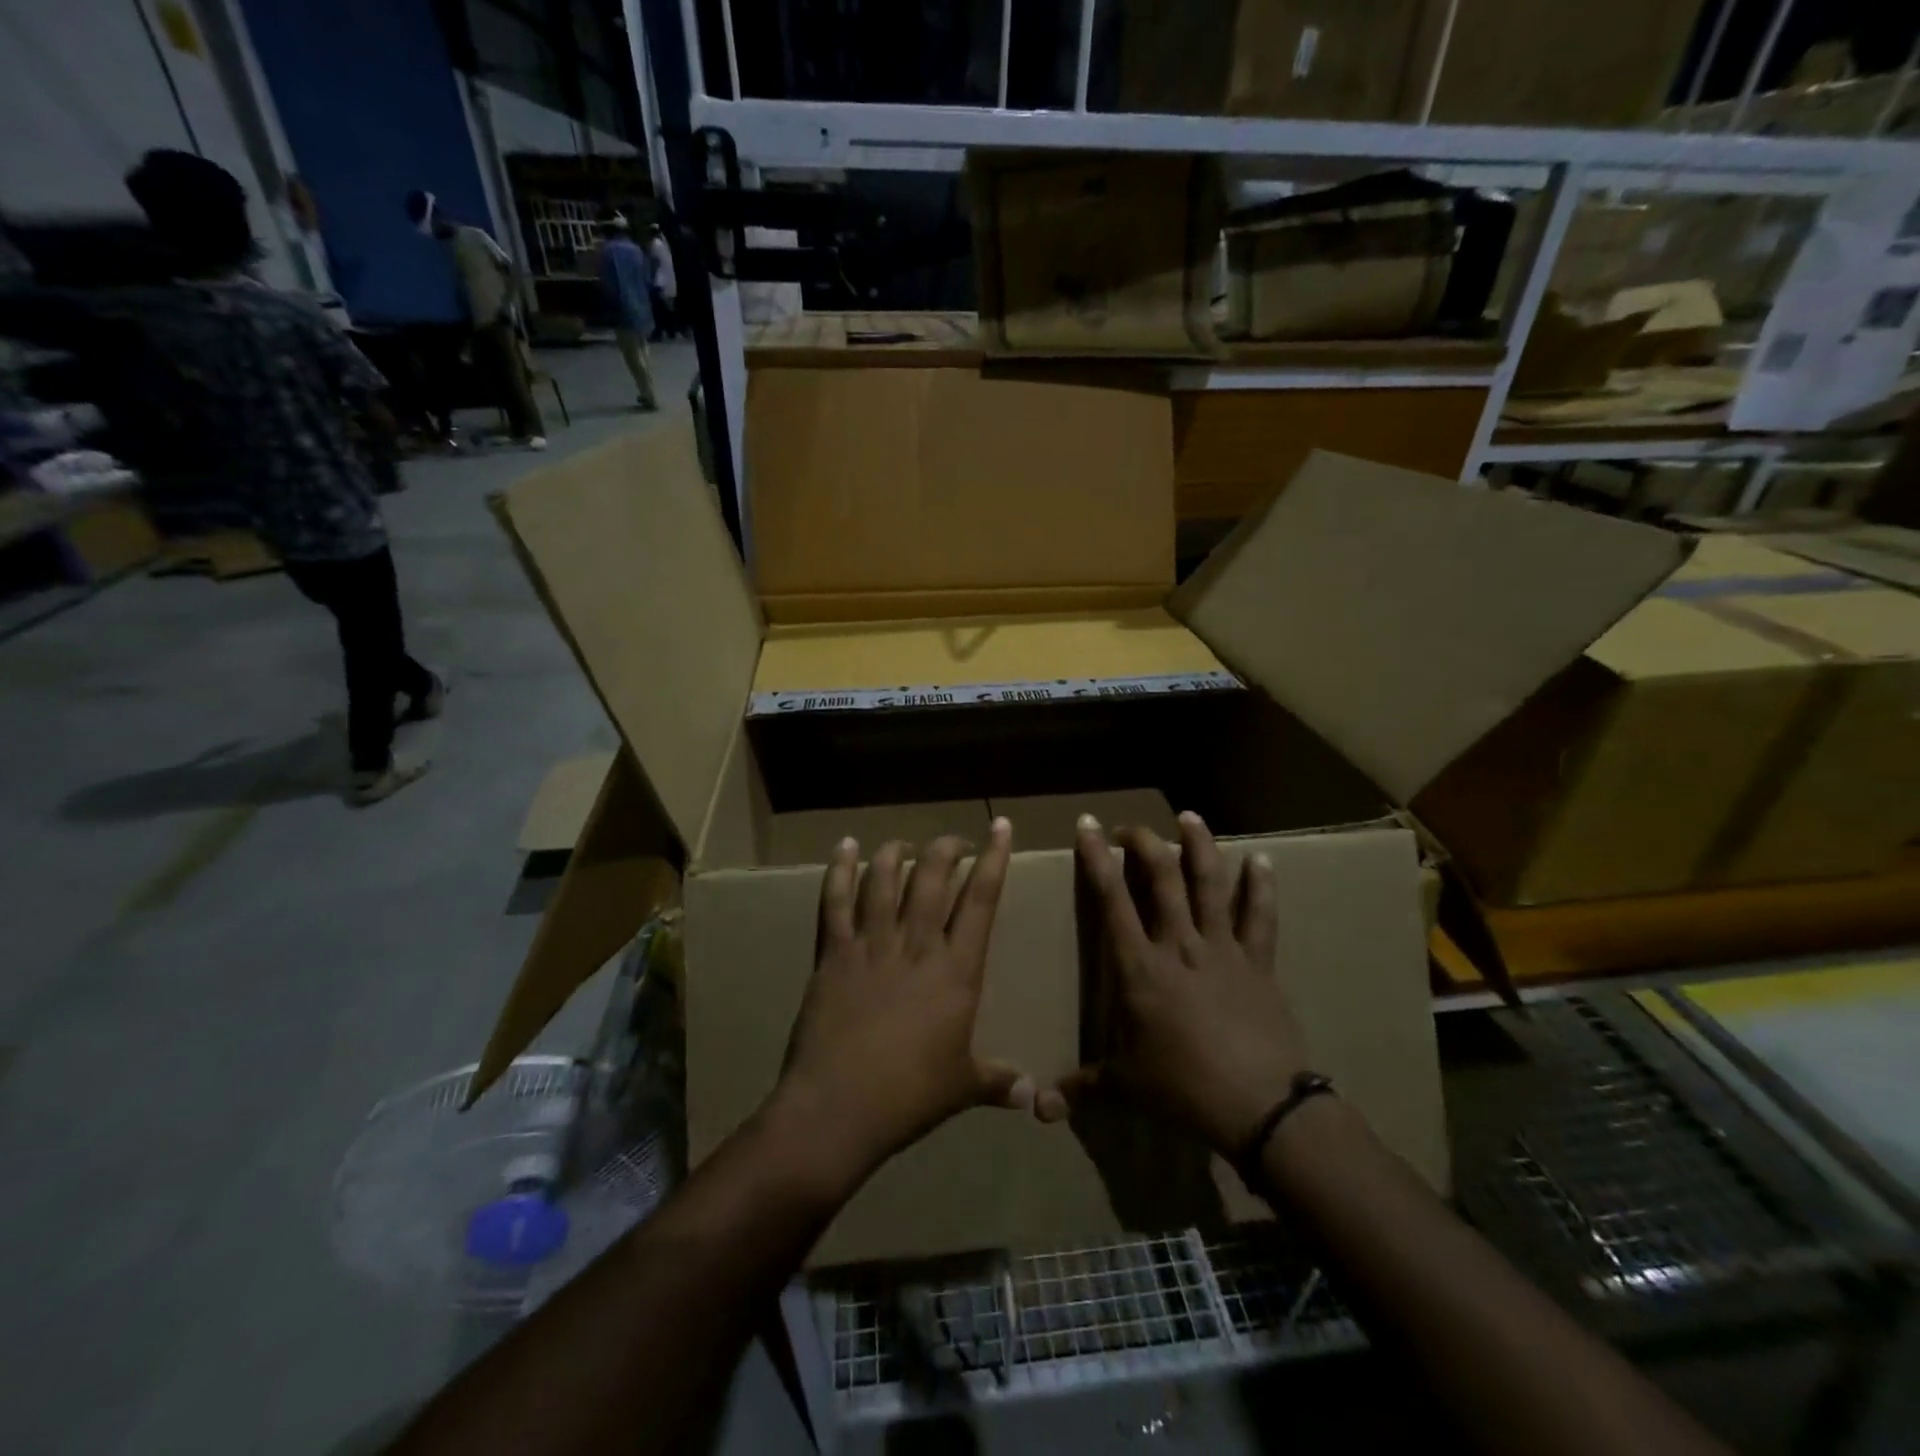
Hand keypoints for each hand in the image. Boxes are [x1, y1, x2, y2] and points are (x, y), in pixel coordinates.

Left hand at [773, 821, 1029, 1190]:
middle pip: (933, 877)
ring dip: (897, 853)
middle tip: (954, 843)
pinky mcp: (834, 953)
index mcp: (956, 970)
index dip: (994, 858)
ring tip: (905, 844)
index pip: (981, 900)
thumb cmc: (909, 1097)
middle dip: (946, 849)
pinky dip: (840, 869)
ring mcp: (871, 945)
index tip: (1000, 826)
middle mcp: (916, 945)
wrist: (838, 1108)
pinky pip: (836, 901)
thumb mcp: (962, 1088)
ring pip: (885, 879)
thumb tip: (1036, 1097)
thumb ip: (999, 1082)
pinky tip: (845, 846)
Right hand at [1062, 812, 1308, 1154]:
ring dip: (1199, 846)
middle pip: (1162, 879)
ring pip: (1210, 884)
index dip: (1097, 858)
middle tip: (1130, 827)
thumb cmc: (1183, 1088)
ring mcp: (1222, 949)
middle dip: (1143, 844)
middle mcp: (1179, 945)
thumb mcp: (1125, 1087)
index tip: (1088, 825)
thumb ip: (1080, 1088)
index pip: (1112, 900)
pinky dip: (1261, 887)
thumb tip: (1037, 1110)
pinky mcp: (1258, 962)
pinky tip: (1262, 860)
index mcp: (1140, 967)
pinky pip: (1260, 917)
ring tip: (1190, 817)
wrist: (1259, 1105)